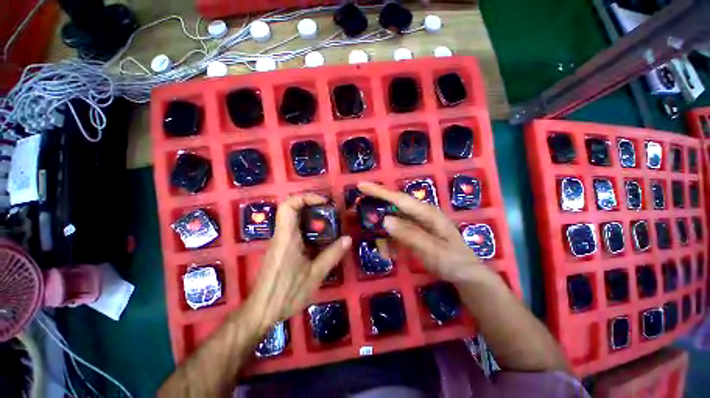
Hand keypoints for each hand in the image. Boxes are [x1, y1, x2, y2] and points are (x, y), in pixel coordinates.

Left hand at [243, 193, 351, 333]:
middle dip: (312, 205)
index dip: (305, 197)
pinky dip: (309, 229)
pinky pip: (296, 231)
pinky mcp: (282, 249)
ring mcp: (281, 242)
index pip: (288, 205)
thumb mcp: (315, 275)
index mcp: (287, 237)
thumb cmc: (286, 293)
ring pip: (294, 220)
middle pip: (292, 209)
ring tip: (330, 223)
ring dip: (312, 217)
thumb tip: (348, 238)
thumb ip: (332, 255)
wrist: (261, 312)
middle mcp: (282, 235)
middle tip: (331, 212)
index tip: (324, 202)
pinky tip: (322, 239)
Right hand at [357, 182, 484, 282]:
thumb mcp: (432, 250)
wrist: (467, 275)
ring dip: (384, 233)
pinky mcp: (415, 232)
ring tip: (383, 250)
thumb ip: (409, 234)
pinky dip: (391, 241)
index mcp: (427, 213)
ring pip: (393, 221)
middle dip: (376, 209)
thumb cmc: (453, 261)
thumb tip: (385, 220)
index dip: (379, 191)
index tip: (361, 185)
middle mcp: (421, 213)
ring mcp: (418, 223)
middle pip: (393, 206)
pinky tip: (390, 253)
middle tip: (358, 214)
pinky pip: (397, 232)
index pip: (399, 198)